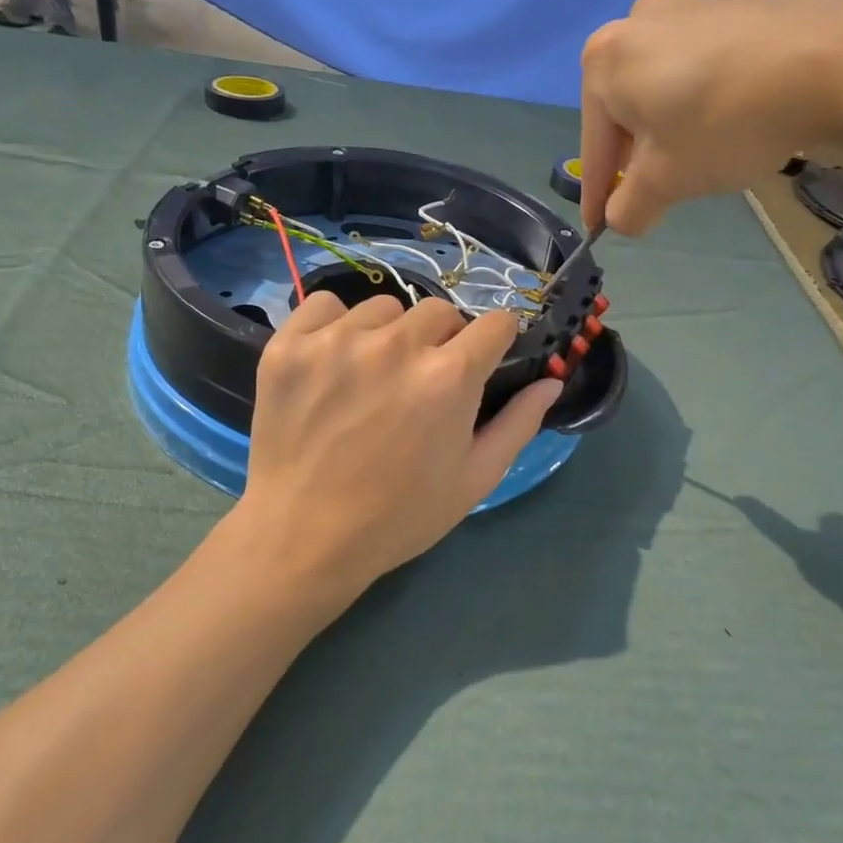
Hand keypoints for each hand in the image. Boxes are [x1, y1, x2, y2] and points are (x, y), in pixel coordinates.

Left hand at [238, 292, 561, 600]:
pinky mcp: (291, 345)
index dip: (495, 341)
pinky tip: (332, 362)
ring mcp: (337, 341)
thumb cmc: (400, 515)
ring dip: (389, 334)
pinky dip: (334, 326)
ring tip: (372, 377)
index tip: (482, 360)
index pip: (495, 323)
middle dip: (443, 341)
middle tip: (422, 382)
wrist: (305, 537)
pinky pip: (325, 305)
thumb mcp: (475, 479)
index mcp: (449, 377)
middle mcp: (396, 345)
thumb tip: (551, 380)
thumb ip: (519, 423)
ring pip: (384, 308)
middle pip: (440, 311)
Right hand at [578, 0, 842, 234]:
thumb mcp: (666, 182)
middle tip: (655, 194)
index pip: (594, 147)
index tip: (600, 228)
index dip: (598, 195)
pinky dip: (700, 104)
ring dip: (669, 131)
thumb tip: (621, 218)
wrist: (834, 59)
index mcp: (603, 61)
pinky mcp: (730, 6)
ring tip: (697, 160)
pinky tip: (728, 123)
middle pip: (624, 113)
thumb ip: (629, 208)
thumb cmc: (723, 123)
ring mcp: (686, 7)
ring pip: (661, 90)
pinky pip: (696, 69)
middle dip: (636, 158)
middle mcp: (635, 23)